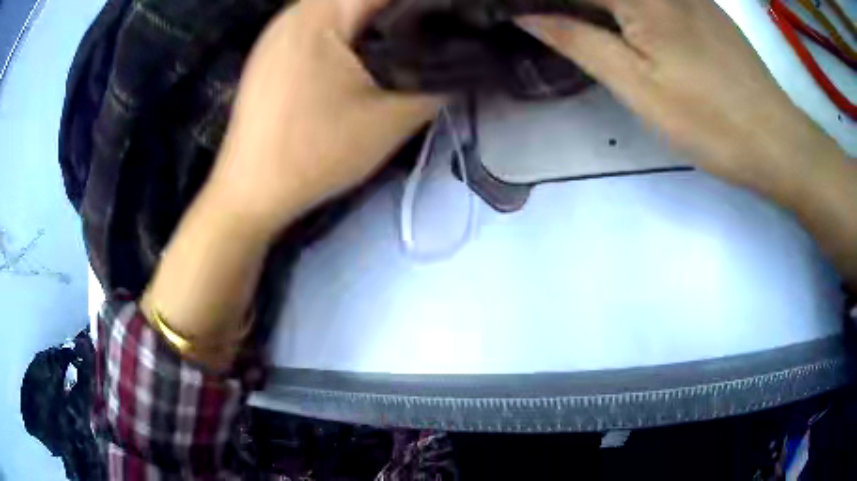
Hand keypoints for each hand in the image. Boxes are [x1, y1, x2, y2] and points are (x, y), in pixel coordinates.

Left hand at [206, 0, 440, 236]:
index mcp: (321, 15)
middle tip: (429, 39)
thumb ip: (436, 85)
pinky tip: (360, 57)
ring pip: (339, 9)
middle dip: (400, 13)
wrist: (251, 192)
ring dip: (373, 22)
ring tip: (402, 45)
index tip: (450, 23)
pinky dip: (346, 32)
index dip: (425, 5)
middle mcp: (294, 13)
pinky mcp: (270, 53)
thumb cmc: (315, 154)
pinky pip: (318, 27)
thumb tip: (462, 63)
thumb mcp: (390, 121)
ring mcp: (277, 33)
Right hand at [517, 0, 844, 193]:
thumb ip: (578, 41)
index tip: (516, 14)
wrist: (776, 141)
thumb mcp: (636, 86)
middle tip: (541, 20)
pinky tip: (621, 21)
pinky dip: (627, 6)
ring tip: (574, 21)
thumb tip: (527, 15)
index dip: (541, 0)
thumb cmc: (708, 121)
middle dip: (569, 5)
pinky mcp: (706, 7)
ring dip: (596, 6)